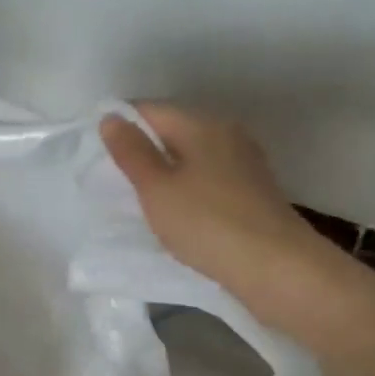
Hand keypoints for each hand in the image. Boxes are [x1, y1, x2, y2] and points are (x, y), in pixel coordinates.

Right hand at [100, 103, 327, 300]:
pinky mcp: (254, 191)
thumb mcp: (157, 188)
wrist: (274, 266)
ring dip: (168, 171)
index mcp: (202, 124)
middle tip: (117, 180)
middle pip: (175, 130)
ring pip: (194, 156)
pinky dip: (189, 188)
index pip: (151, 110)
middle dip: (145, 149)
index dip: (122, 126)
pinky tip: (179, 213)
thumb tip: (111, 118)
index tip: (100, 155)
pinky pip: (210, 178)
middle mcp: (227, 133)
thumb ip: (132, 152)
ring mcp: (245, 162)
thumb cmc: (206, 223)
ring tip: (144, 200)